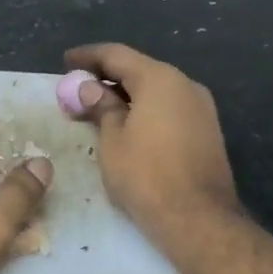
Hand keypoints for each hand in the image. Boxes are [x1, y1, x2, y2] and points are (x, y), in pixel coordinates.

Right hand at [64, 43, 242, 256]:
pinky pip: (168, 108)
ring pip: (155, 90)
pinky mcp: (206, 130)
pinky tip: (126, 125)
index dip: (88, 56)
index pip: (117, 55)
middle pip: (139, 70)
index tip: (65, 62)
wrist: (198, 218)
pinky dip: (144, 109)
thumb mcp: (112, 139)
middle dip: (106, 77)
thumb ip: (101, 107)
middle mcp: (185, 84)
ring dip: (125, 95)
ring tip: (97, 109)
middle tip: (77, 90)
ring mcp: (201, 108)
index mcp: (159, 79)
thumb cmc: (146, 175)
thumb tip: (89, 88)